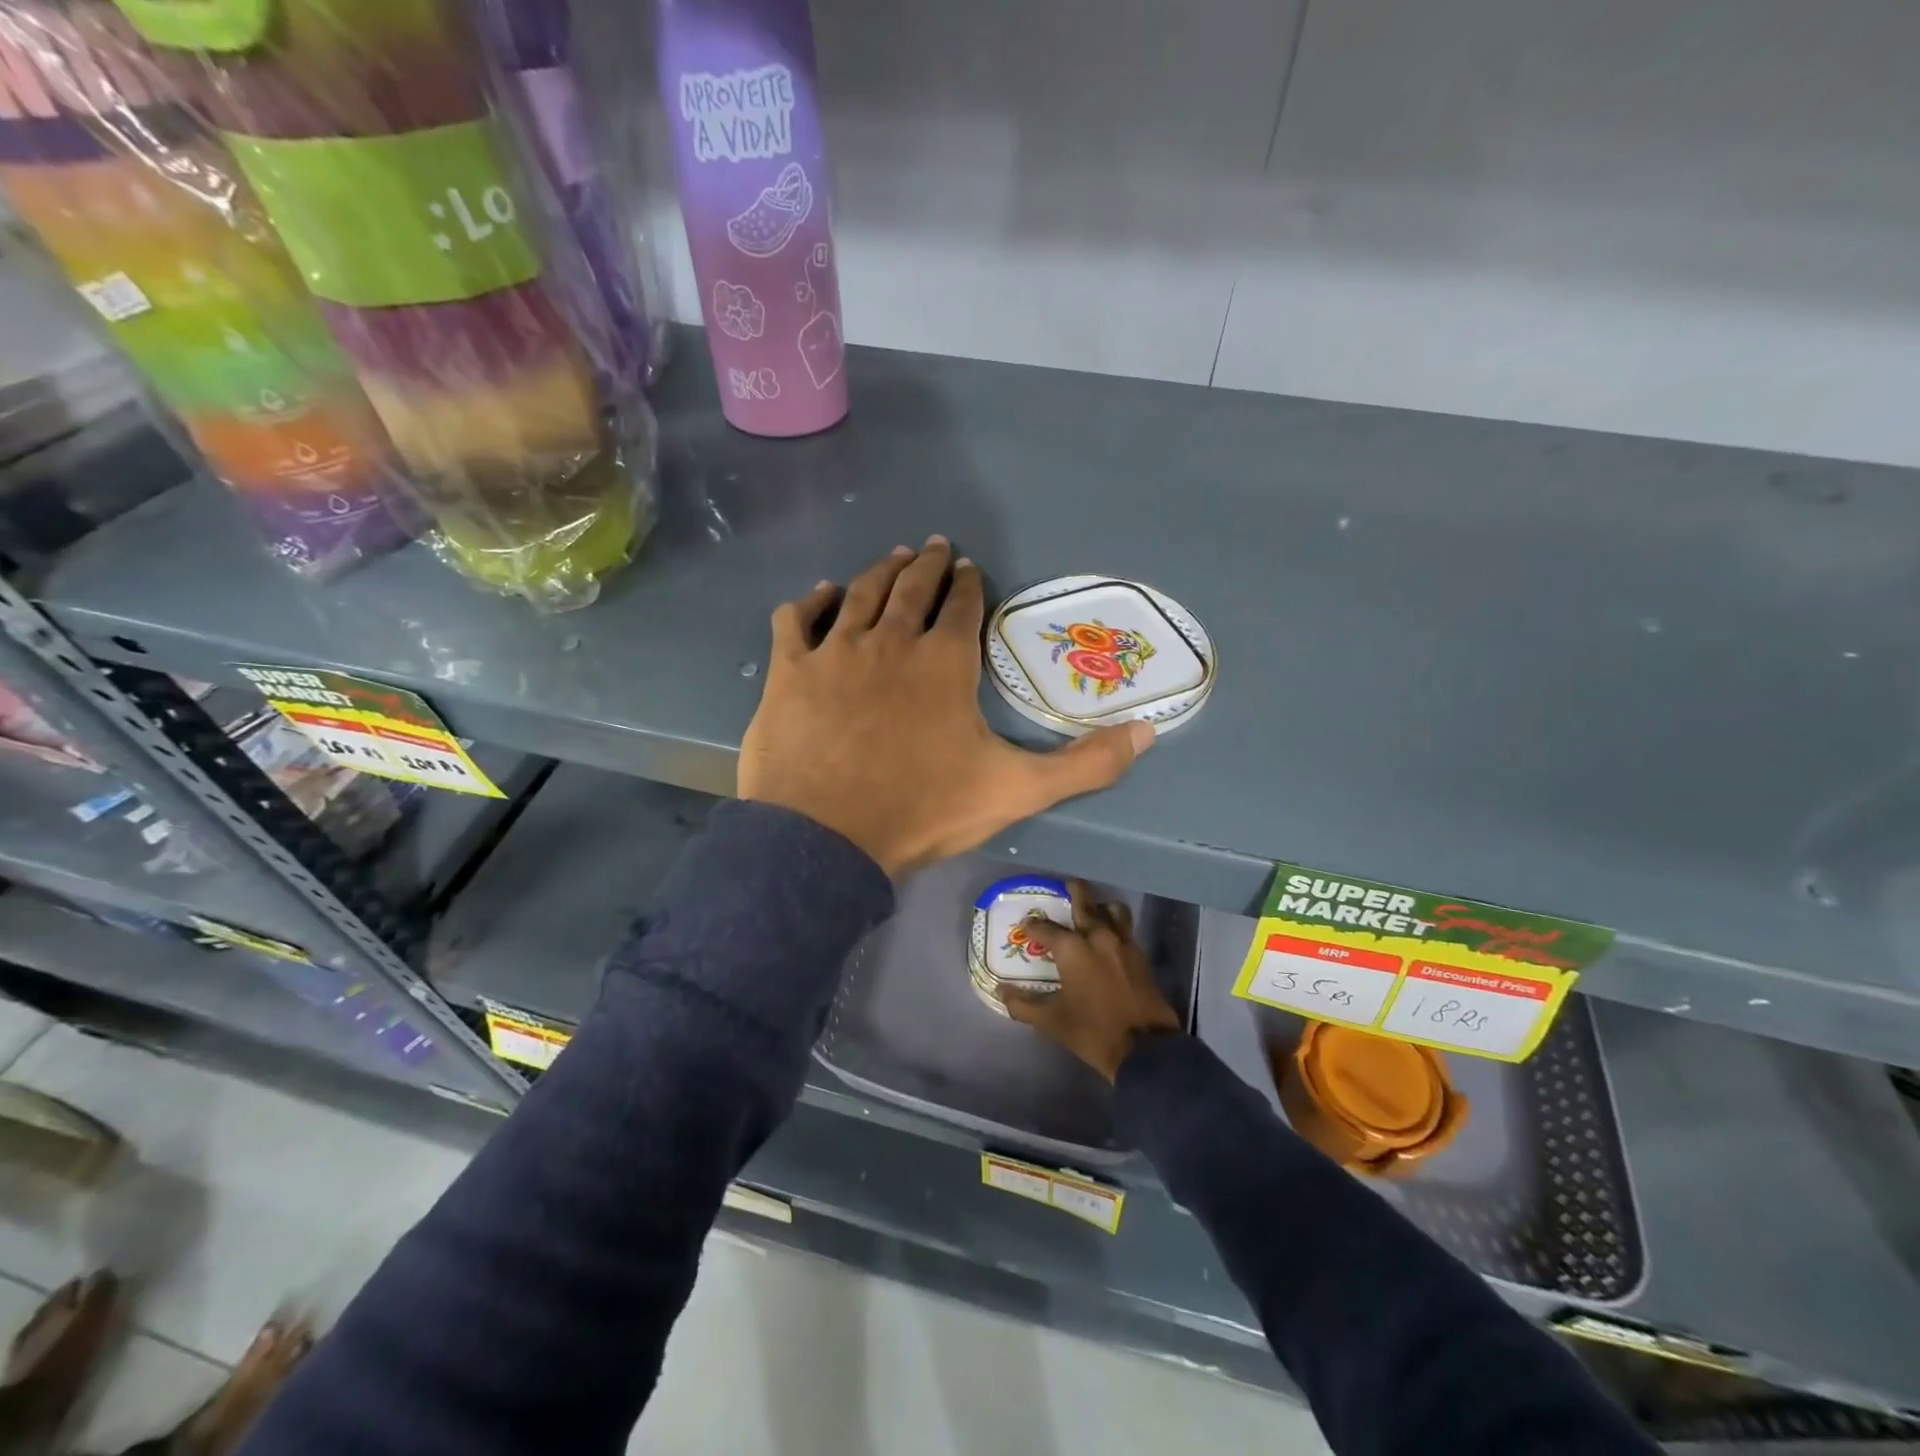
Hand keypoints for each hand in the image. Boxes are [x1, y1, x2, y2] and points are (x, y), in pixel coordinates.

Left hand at [738, 538, 1153, 876]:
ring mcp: (836, 651)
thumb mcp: (1017, 790)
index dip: (968, 585)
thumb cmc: (923, 810)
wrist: (826, 838)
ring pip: (860, 593)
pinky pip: (797, 620)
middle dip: (928, 564)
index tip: (970, 570)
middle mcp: (891, 641)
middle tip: (935, 547)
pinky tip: (821, 594)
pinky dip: (811, 602)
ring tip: (894, 558)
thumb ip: (1086, 763)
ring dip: (880, 572)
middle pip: (912, 588)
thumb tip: (1150, 732)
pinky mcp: (790, 670)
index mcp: (945, 662)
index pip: (961, 607)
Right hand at [1001, 880, 1182, 1081]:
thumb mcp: (1052, 1021)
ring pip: (1111, 909)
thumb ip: (1023, 1005)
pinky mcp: (1140, 955)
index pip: (1046, 928)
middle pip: (1084, 901)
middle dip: (1072, 892)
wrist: (1146, 1049)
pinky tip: (1107, 939)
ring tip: (1090, 913)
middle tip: (1063, 889)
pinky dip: (1115, 925)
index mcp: (1073, 948)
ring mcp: (1123, 943)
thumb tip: (1001, 992)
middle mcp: (1098, 936)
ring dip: (1099, 906)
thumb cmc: (1093, 1031)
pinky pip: (1125, 928)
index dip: (1033, 925)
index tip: (1026, 924)